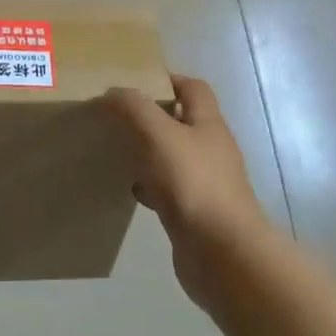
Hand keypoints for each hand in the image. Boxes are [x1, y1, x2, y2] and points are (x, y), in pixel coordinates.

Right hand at [105, 75, 272, 305]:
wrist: (223, 255)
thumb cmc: (192, 184)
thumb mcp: (157, 134)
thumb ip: (133, 107)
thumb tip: (113, 93)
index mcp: (209, 124)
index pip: (193, 88)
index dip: (167, 79)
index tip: (134, 83)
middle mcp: (212, 150)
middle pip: (182, 122)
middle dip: (152, 117)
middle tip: (118, 117)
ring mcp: (207, 184)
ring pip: (173, 157)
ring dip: (149, 153)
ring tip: (118, 150)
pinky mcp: (197, 214)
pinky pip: (170, 190)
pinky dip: (150, 186)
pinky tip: (131, 191)